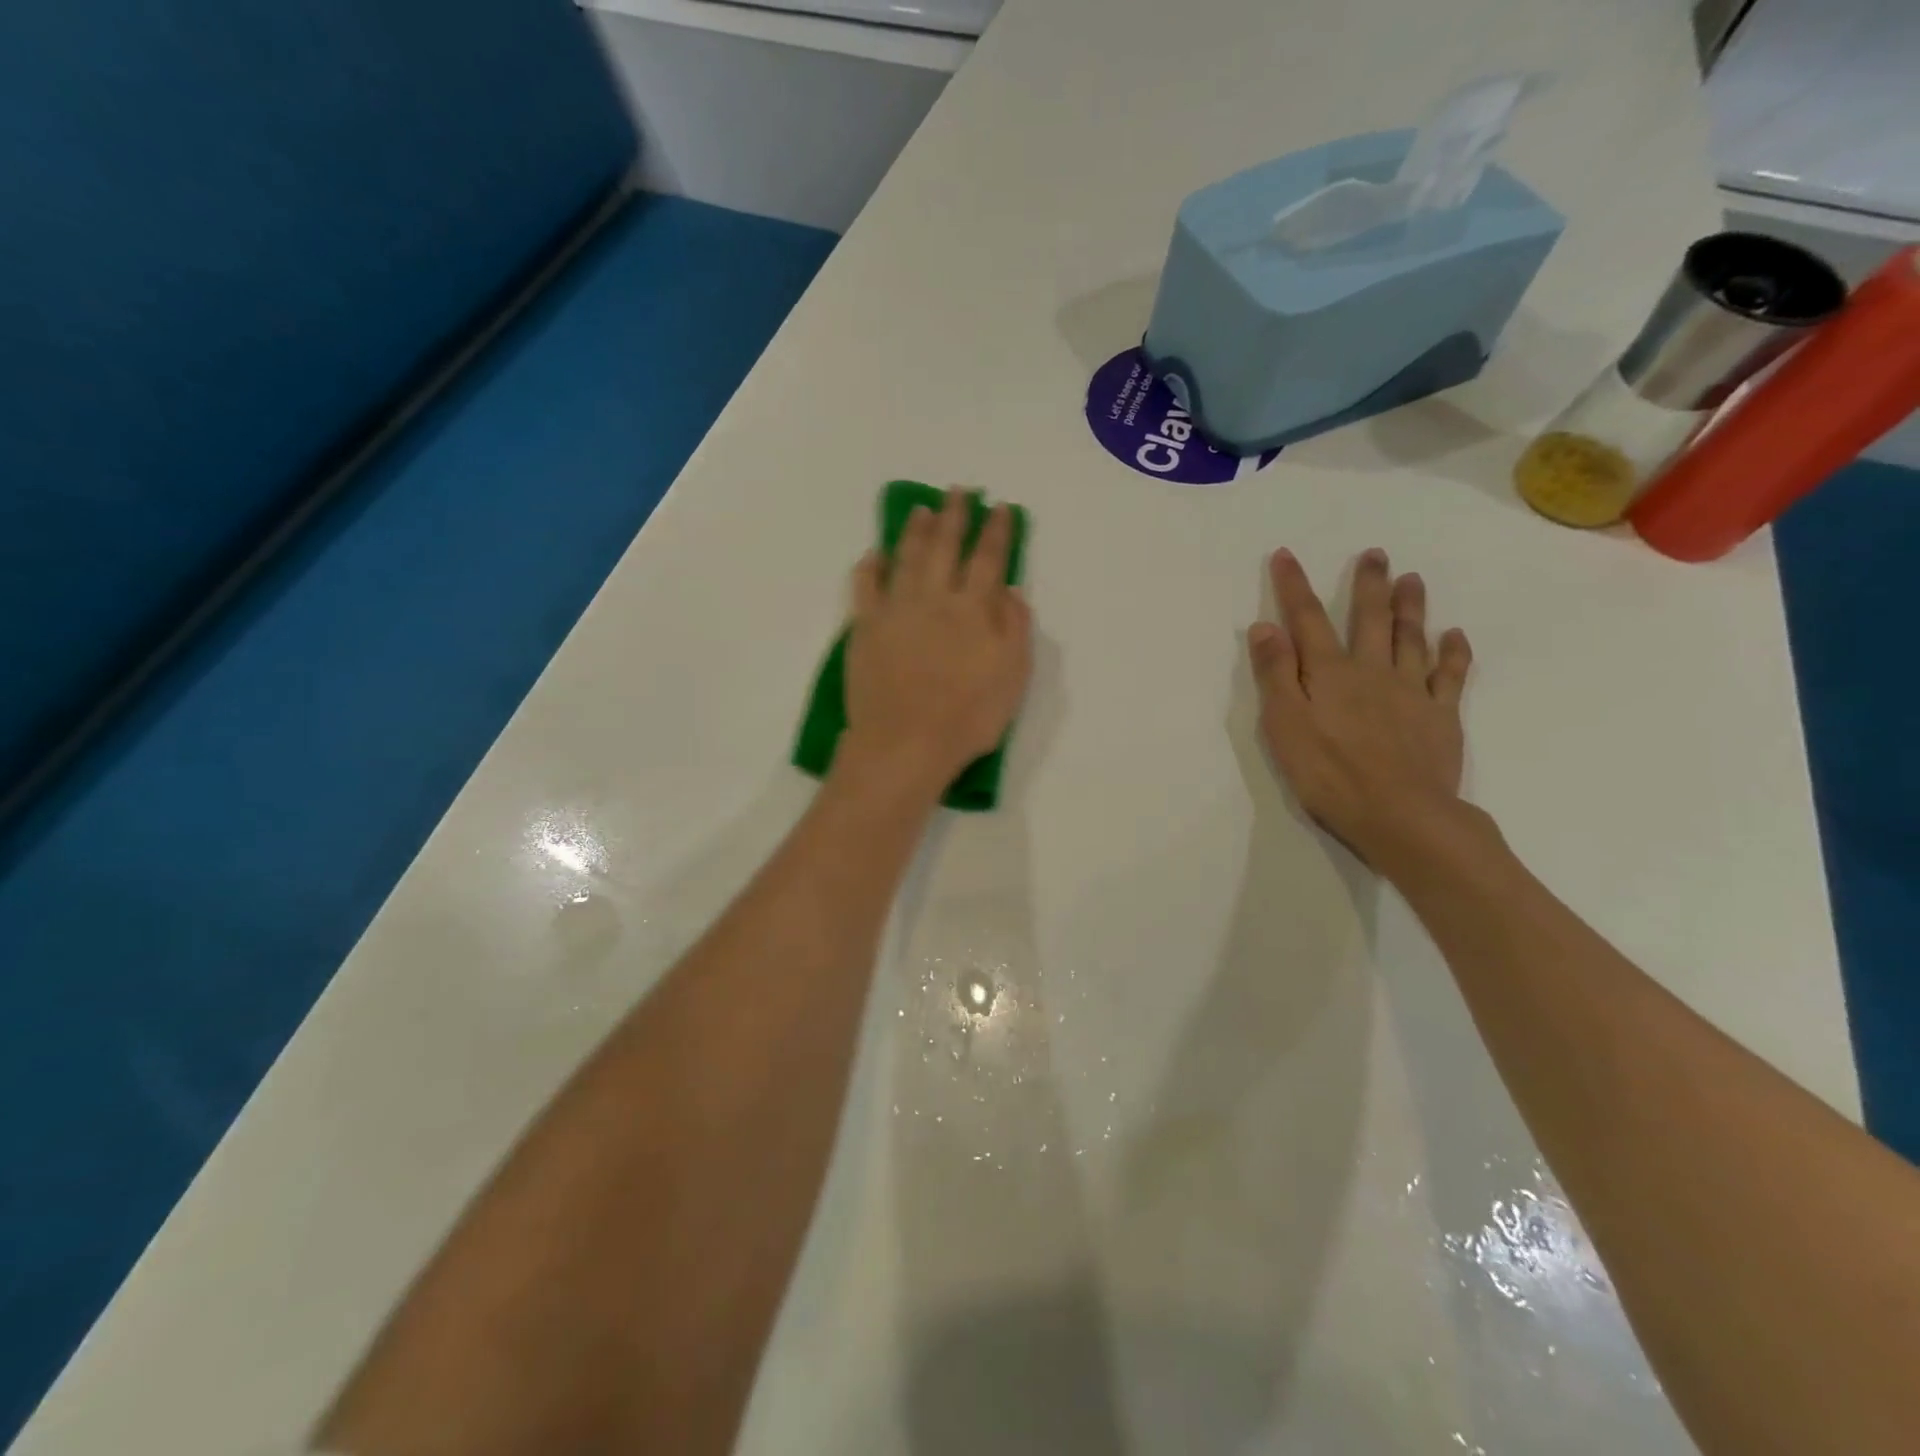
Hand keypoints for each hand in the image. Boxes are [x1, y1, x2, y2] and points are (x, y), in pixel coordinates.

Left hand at [839, 489, 1032, 797]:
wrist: (904, 744)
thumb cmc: (967, 717)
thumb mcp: (1012, 676)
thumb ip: (1015, 627)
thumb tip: (1009, 590)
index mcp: (973, 609)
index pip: (987, 559)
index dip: (995, 531)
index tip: (999, 507)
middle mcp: (934, 599)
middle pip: (945, 547)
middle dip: (954, 516)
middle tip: (958, 492)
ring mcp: (895, 610)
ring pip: (906, 557)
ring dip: (916, 530)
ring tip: (922, 510)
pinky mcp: (864, 628)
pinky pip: (865, 586)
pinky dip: (870, 566)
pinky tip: (873, 553)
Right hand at [1247, 547, 1472, 869]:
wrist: (1401, 814)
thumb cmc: (1330, 774)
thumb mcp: (1285, 727)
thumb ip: (1276, 675)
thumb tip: (1265, 627)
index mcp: (1329, 674)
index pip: (1307, 621)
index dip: (1294, 587)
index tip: (1286, 555)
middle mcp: (1372, 672)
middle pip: (1369, 620)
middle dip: (1368, 585)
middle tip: (1375, 554)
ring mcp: (1411, 692)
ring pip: (1411, 638)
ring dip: (1410, 607)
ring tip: (1412, 579)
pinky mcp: (1440, 716)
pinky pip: (1450, 675)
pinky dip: (1453, 652)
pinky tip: (1455, 636)